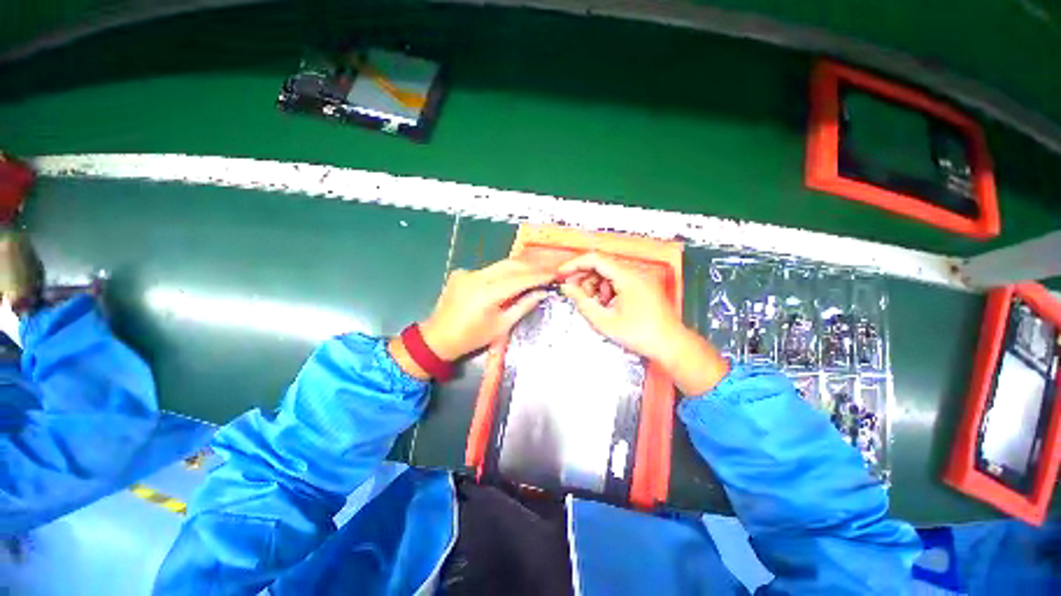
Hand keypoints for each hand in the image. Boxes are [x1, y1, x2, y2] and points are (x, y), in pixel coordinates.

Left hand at [419, 258, 553, 360]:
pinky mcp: (462, 272)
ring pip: (500, 265)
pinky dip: (503, 272)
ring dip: (519, 267)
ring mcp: (468, 272)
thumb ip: (523, 306)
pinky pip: (488, 270)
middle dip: (532, 266)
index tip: (556, 273)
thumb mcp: (501, 326)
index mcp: (488, 293)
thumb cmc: (472, 337)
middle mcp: (477, 277)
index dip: (540, 275)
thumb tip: (541, 292)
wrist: (438, 338)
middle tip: (549, 269)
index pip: (520, 278)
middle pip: (511, 265)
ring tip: (536, 270)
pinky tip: (511, 277)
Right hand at [558, 252, 682, 361]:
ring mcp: (639, 279)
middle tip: (572, 293)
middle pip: (601, 265)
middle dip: (583, 278)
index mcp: (627, 277)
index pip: (595, 259)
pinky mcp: (641, 286)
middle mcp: (634, 273)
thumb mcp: (604, 321)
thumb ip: (582, 302)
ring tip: (592, 304)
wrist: (671, 345)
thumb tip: (566, 288)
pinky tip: (605, 305)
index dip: (574, 264)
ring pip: (608, 273)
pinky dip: (606, 290)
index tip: (561, 274)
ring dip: (594, 285)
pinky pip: (617, 281)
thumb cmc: (639, 335)